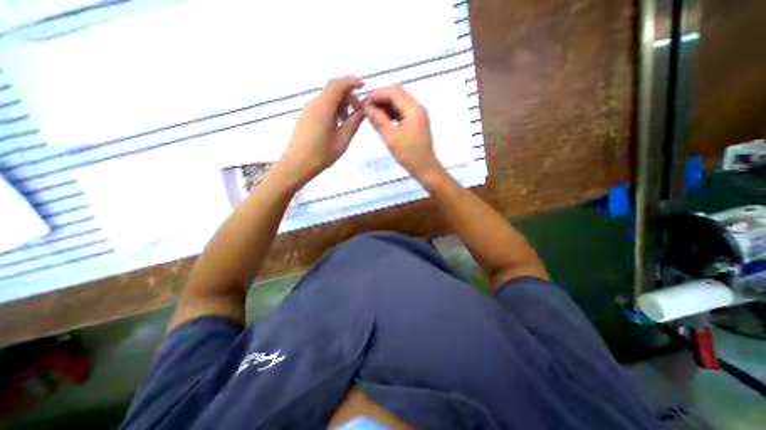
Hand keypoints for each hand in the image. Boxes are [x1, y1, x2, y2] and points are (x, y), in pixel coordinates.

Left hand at [278, 75, 364, 190]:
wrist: (297, 165)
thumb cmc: (321, 154)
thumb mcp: (342, 140)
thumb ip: (353, 123)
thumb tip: (363, 110)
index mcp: (324, 107)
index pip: (338, 85)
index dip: (352, 82)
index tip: (363, 86)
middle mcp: (314, 104)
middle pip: (332, 90)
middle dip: (348, 96)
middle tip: (358, 111)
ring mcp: (308, 110)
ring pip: (327, 99)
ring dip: (340, 104)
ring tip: (348, 121)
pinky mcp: (305, 117)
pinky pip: (321, 107)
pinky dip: (332, 110)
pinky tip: (337, 125)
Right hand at [363, 86, 446, 183]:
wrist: (425, 168)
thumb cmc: (408, 155)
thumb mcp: (391, 138)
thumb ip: (378, 120)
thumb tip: (366, 107)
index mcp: (414, 110)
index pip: (394, 92)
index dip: (378, 94)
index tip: (364, 101)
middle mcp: (418, 108)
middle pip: (398, 94)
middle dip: (381, 98)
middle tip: (367, 106)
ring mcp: (419, 114)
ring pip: (400, 102)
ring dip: (386, 105)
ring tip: (372, 113)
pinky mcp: (417, 121)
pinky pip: (403, 111)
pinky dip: (392, 112)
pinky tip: (382, 119)